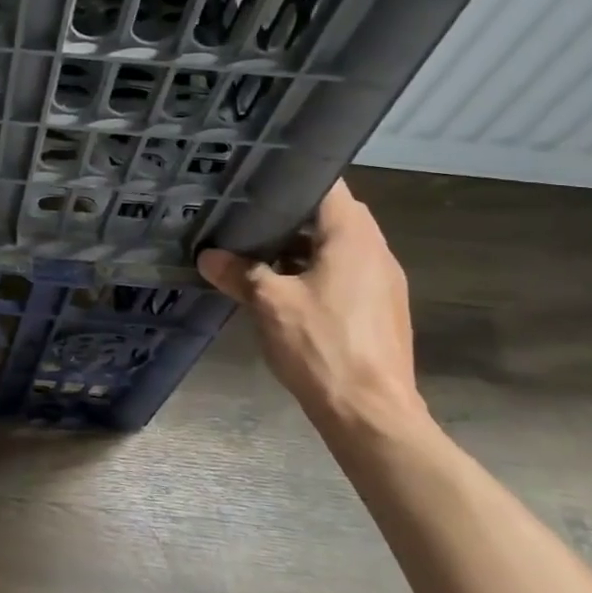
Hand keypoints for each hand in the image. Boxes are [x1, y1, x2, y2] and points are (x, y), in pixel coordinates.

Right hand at [197, 181, 426, 434]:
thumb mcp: (269, 304)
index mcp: (354, 237)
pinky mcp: (380, 310)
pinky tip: (283, 293)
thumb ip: (239, 273)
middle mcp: (376, 251)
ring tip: (256, 256)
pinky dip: (315, 274)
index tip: (256, 183)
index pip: (328, 185)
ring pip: (337, 249)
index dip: (291, 180)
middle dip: (289, 219)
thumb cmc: (321, 345)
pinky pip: (344, 276)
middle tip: (246, 220)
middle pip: (331, 217)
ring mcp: (383, 283)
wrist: (370, 412)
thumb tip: (208, 256)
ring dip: (300, 250)